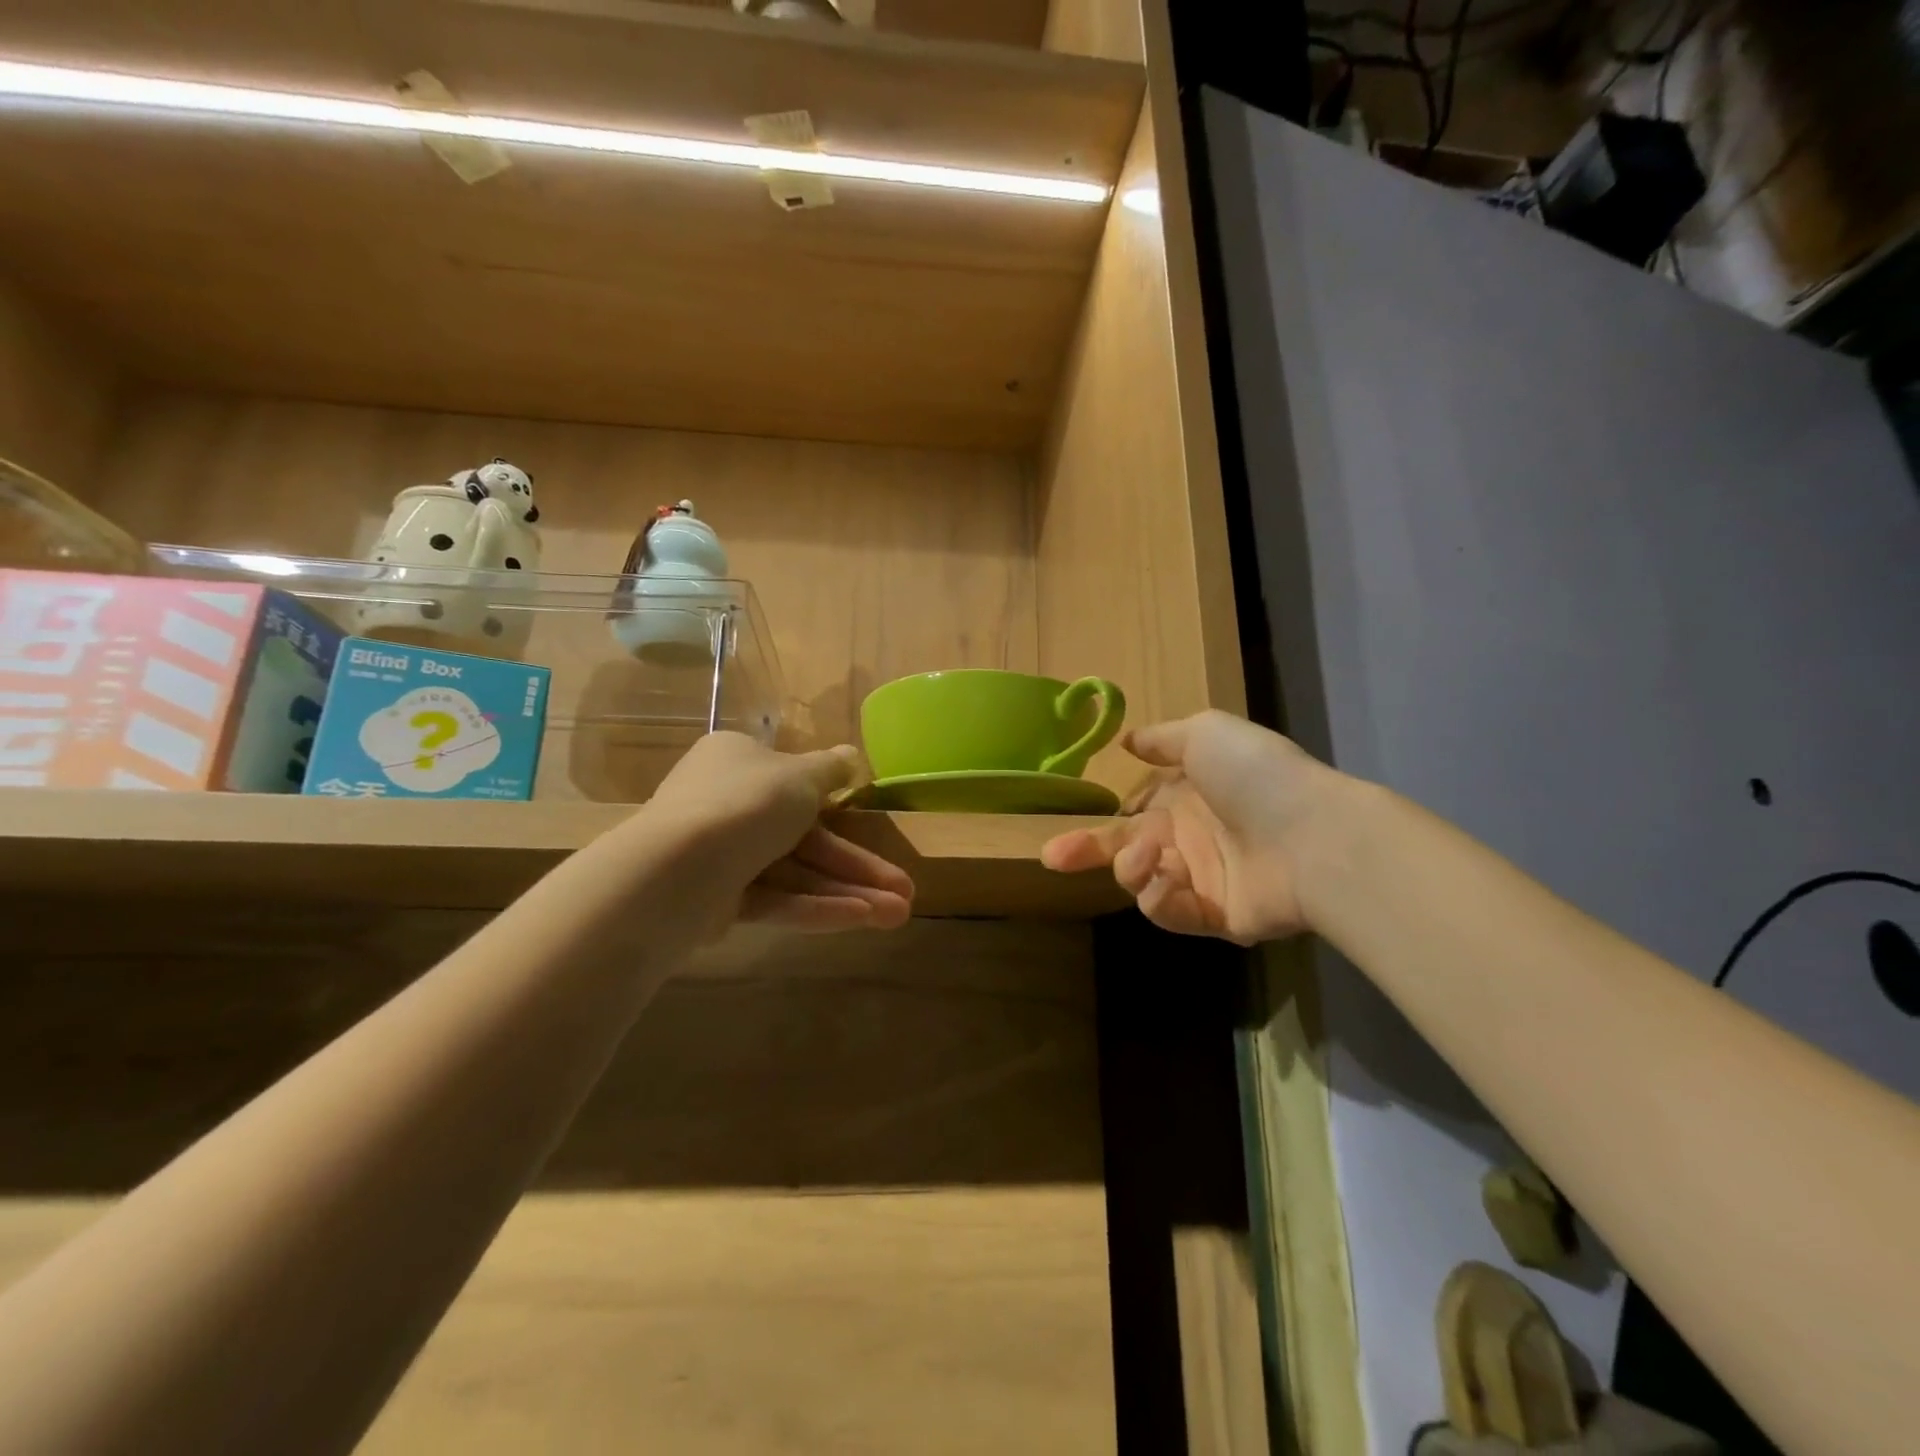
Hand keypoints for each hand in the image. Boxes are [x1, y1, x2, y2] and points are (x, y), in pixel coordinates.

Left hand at [642, 732, 913, 931]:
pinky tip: (860, 919)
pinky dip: (814, 907)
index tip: (871, 825)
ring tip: (898, 915)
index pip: (794, 782)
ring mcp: (722, 855)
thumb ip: (831, 769)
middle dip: (857, 865)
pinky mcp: (719, 901)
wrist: (678, 866)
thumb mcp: (801, 775)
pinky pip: (776, 899)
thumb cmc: (748, 803)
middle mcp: (726, 804)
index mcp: (737, 761)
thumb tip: (851, 756)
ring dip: (847, 891)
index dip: (838, 806)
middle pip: (805, 836)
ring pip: (796, 873)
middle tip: (905, 891)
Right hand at [1040, 711, 1344, 944]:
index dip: (1099, 818)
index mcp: (1184, 797)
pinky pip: (1170, 912)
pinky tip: (1171, 881)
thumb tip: (1127, 740)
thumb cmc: (1256, 776)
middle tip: (1053, 857)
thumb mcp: (1205, 734)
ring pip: (1140, 881)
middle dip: (1085, 852)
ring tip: (1152, 857)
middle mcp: (1188, 838)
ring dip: (1134, 868)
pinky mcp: (1214, 918)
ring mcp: (1201, 879)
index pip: (1130, 812)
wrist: (1314, 836)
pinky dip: (1161, 898)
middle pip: (1123, 850)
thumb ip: (1162, 739)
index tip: (1069, 820)